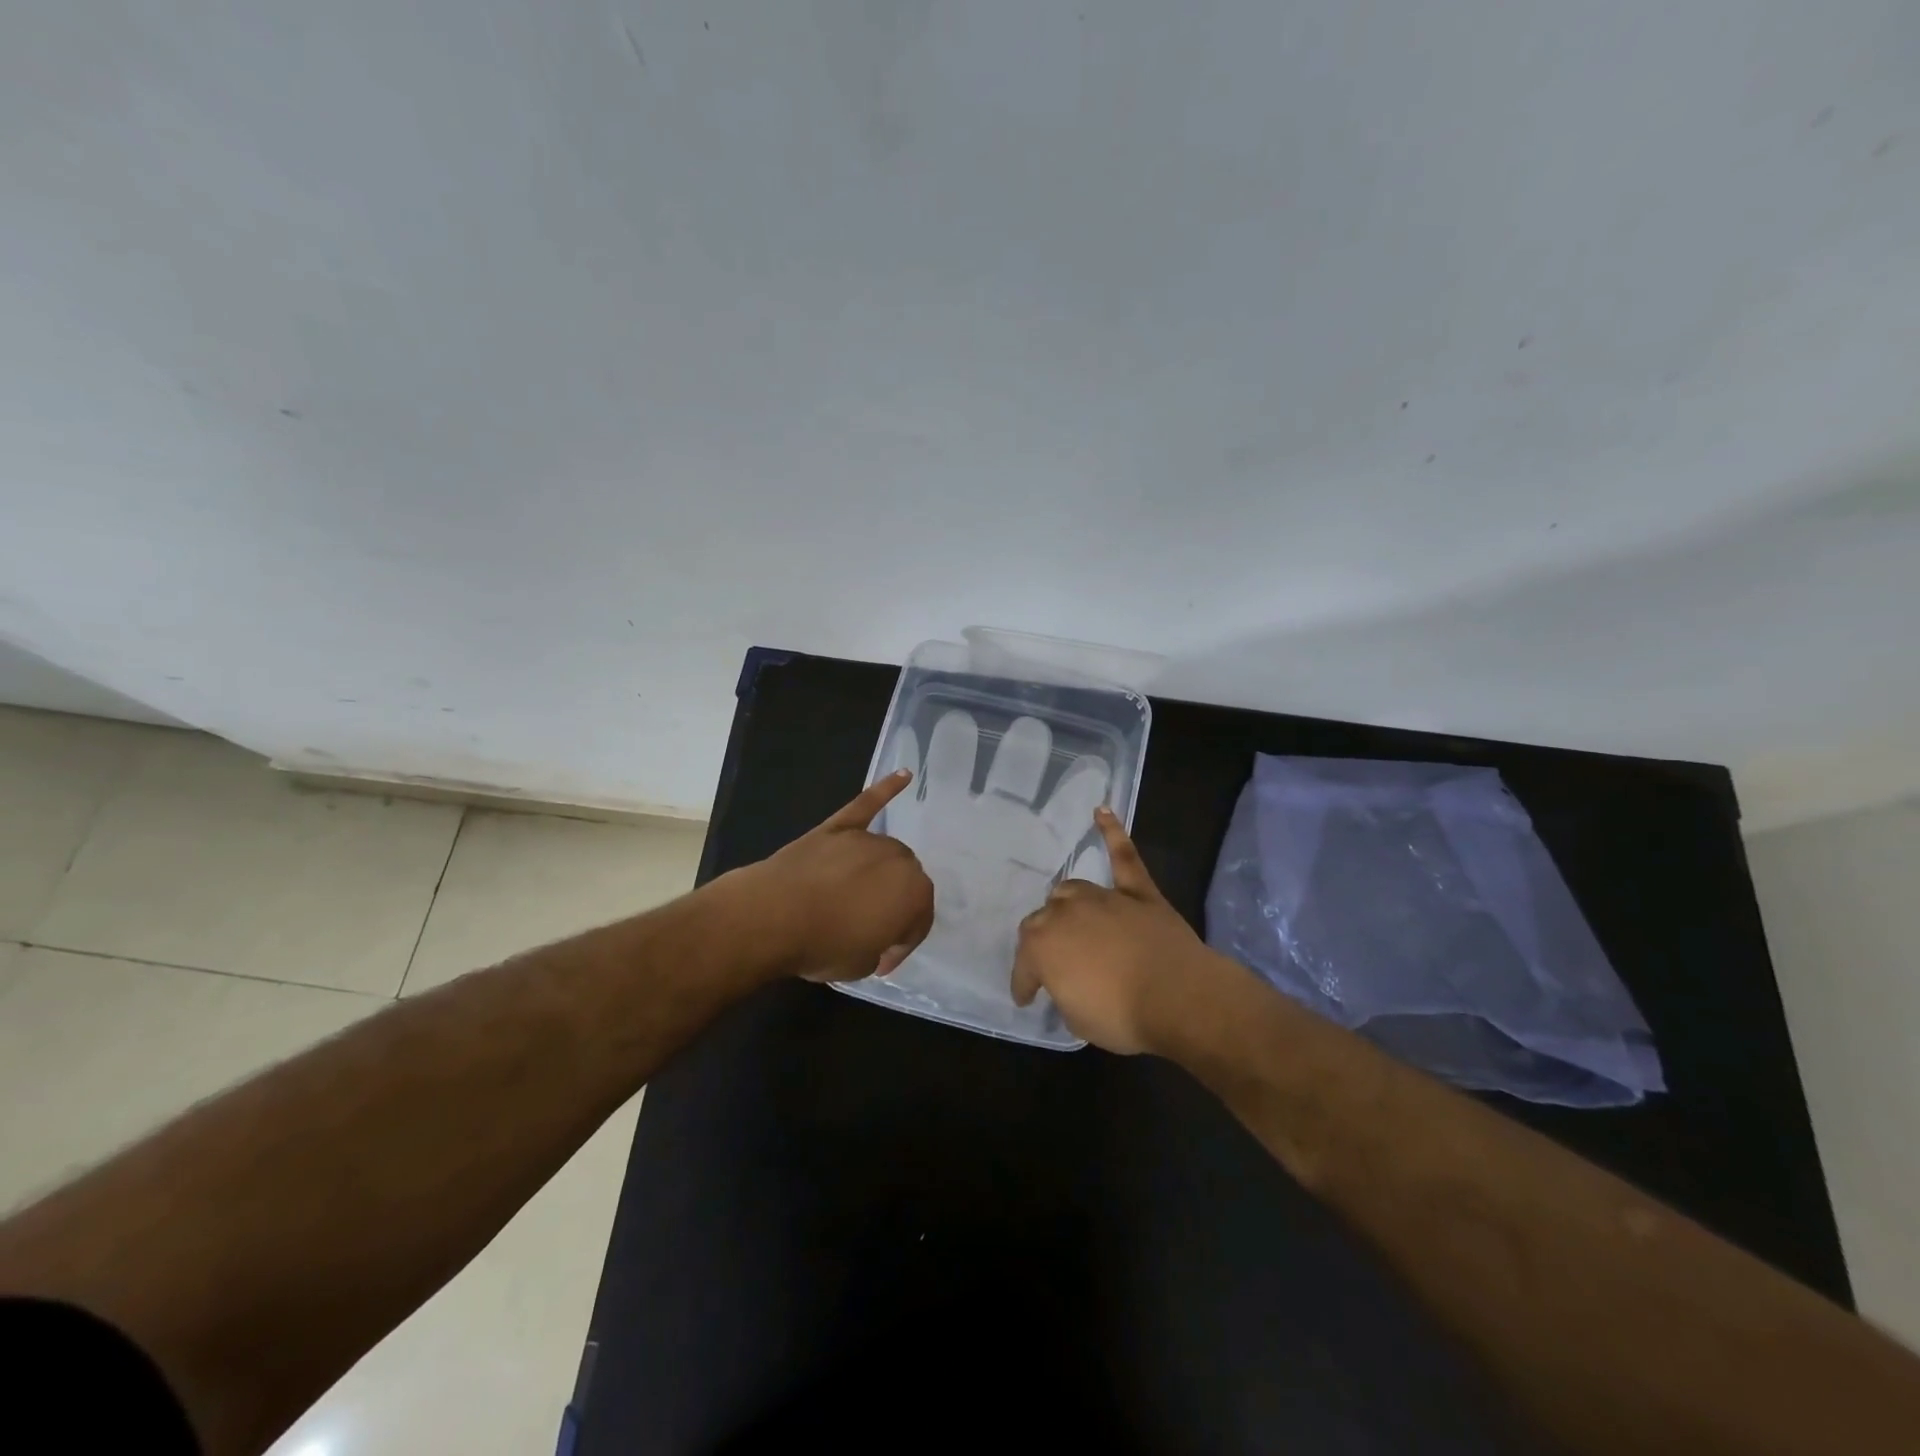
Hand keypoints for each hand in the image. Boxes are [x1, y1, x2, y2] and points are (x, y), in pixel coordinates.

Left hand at [740, 769, 935, 982]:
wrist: (772, 917)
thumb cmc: (823, 945)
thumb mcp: (863, 963)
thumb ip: (880, 943)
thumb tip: (873, 933)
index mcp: (915, 895)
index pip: (917, 922)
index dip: (900, 945)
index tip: (880, 960)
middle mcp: (899, 859)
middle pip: (905, 882)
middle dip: (893, 905)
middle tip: (869, 929)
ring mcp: (867, 839)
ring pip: (886, 855)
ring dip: (880, 874)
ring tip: (859, 897)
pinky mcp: (838, 827)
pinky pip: (866, 805)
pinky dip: (886, 789)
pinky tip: (903, 775)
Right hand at [1010, 807, 1221, 1053]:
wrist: (1179, 998)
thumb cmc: (1121, 1015)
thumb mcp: (1076, 1018)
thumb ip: (1064, 991)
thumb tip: (1068, 982)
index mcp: (1041, 944)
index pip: (1024, 965)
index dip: (1023, 983)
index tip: (1026, 999)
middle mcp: (1064, 912)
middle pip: (1043, 919)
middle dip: (1044, 941)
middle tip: (1054, 962)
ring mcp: (1103, 897)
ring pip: (1072, 889)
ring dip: (1067, 905)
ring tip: (1070, 918)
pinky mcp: (1139, 892)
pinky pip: (1123, 856)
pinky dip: (1112, 832)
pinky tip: (1102, 810)